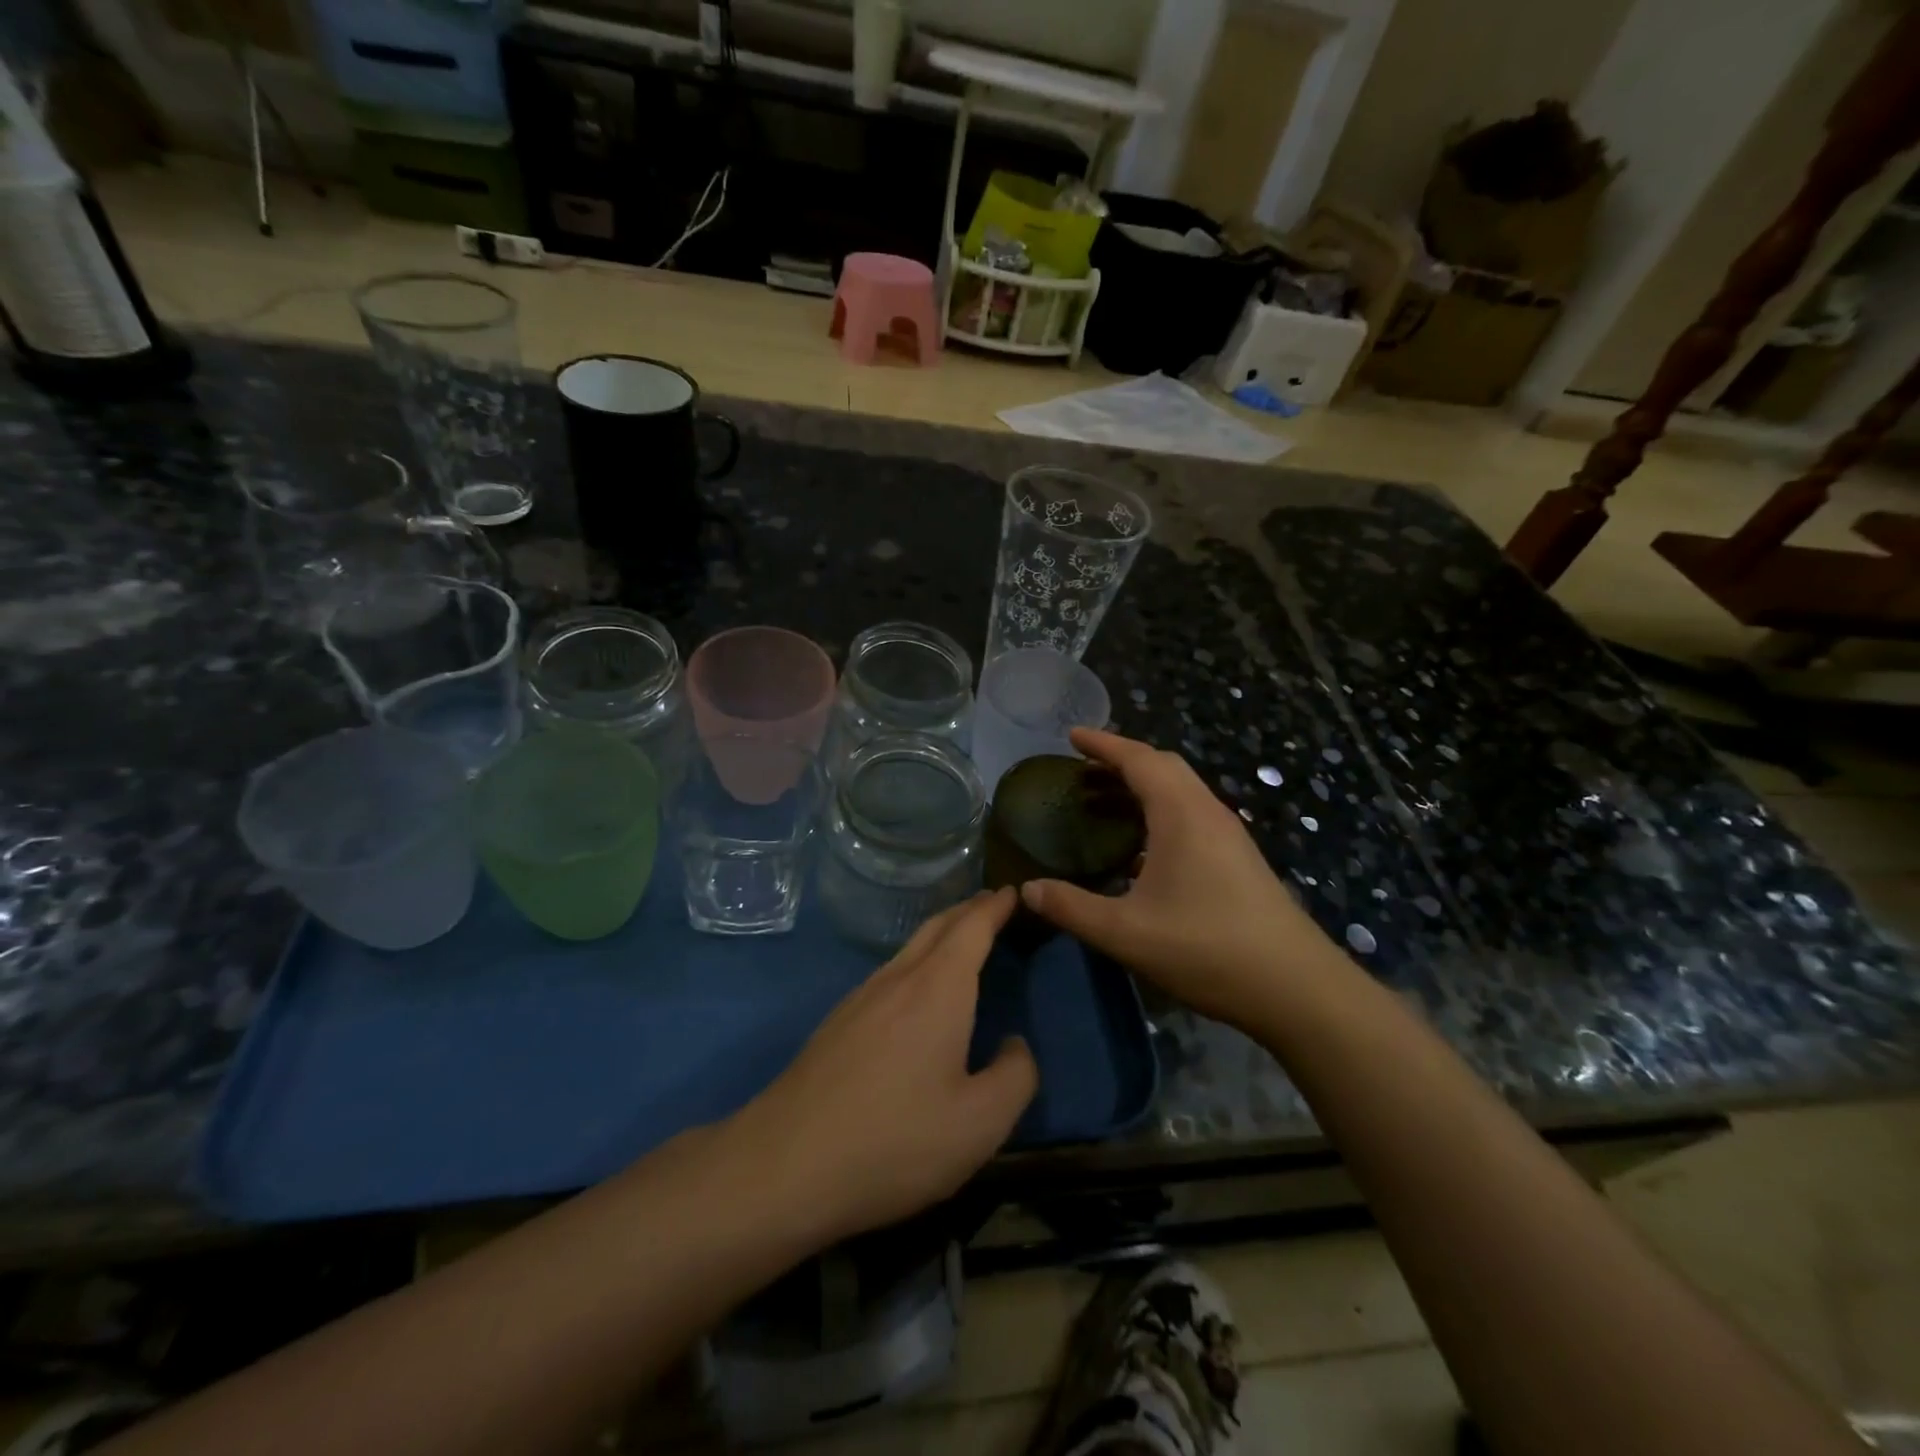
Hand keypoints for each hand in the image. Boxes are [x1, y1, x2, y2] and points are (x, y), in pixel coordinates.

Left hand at [728, 890, 1036, 1246]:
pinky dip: (917, 960)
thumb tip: (1015, 1044)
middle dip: (967, 910)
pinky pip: (889, 972)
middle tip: (992, 904)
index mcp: (938, 989)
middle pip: (937, 926)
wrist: (784, 1165)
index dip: (995, 907)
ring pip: (909, 948)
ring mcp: (861, 998)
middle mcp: (898, 979)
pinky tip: (916, 989)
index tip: (1013, 892)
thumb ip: (1015, 1077)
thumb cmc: (894, 1142)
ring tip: (961, 939)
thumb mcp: (979, 1124)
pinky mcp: (837, 1022)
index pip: (972, 927)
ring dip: (940, 934)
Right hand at [1020, 729, 1344, 1030]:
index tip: (1072, 735)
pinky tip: (1139, 850)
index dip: (1103, 744)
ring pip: (1180, 791)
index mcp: (1181, 815)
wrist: (1296, 988)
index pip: (1139, 759)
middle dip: (1121, 761)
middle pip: (1163, 767)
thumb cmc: (1207, 949)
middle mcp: (1208, 812)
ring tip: (1102, 803)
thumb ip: (1072, 908)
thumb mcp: (1126, 933)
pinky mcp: (1238, 859)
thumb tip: (1028, 889)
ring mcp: (1228, 835)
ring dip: (1141, 787)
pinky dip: (1158, 812)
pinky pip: (1191, 815)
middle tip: (1082, 770)